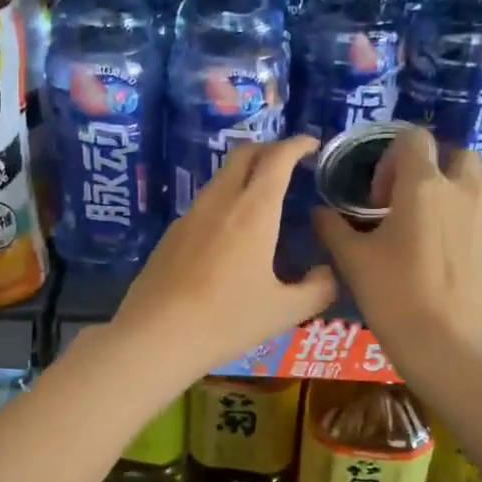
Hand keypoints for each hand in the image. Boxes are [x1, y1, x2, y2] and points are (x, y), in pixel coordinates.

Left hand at [111, 136, 336, 380]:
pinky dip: (223, 202)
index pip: (276, 159)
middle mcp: (219, 202)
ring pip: (220, 179)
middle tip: (288, 164)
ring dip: (243, 176)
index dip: (296, 145)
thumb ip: (317, 288)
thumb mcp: (285, 311)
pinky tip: (229, 235)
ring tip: (262, 201)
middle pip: (242, 155)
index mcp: (253, 211)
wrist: (156, 336)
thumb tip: (326, 273)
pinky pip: (203, 205)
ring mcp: (189, 216)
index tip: (312, 145)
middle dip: (268, 150)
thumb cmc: (226, 320)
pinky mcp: (170, 235)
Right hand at [311, 127, 481, 352]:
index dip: (392, 157)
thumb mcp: (351, 260)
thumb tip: (318, 211)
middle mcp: (461, 189)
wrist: (447, 342)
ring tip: (438, 212)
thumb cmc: (394, 294)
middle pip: (455, 153)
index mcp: (422, 185)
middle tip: (407, 200)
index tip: (379, 194)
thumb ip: (332, 227)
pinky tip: (452, 240)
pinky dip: (473, 209)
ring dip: (461, 182)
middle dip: (431, 166)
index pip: (414, 138)